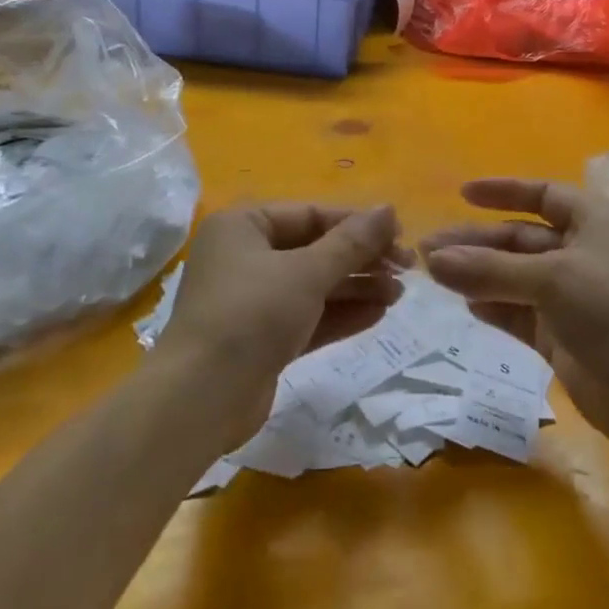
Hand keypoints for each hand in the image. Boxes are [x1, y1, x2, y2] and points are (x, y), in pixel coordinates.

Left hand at [160, 203, 408, 449]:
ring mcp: (253, 300)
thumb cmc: (252, 315)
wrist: (200, 398)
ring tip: (400, 294)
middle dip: (361, 259)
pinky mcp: (262, 338)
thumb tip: (389, 209)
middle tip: (407, 269)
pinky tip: (378, 314)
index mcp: (244, 226)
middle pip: (315, 249)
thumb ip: (352, 242)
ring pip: (314, 285)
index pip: (312, 215)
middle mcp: (245, 256)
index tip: (402, 236)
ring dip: (357, 287)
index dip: (358, 224)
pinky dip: (340, 314)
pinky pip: (308, 316)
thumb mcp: (307, 273)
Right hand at [420, 179, 608, 452]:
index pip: (544, 194)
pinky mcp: (561, 335)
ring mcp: (572, 296)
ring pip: (515, 277)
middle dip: (477, 242)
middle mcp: (583, 252)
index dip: (504, 191)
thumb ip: (490, 269)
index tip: (462, 194)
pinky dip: (493, 306)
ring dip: (478, 274)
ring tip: (434, 275)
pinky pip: (518, 312)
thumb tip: (433, 259)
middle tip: (428, 250)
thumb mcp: (553, 279)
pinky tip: (466, 304)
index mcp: (596, 221)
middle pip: (521, 238)